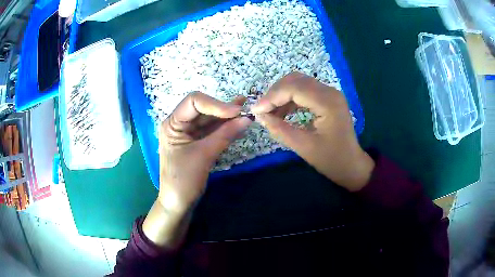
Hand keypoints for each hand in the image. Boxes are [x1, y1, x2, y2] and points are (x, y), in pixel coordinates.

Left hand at [159, 92, 251, 209]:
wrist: (178, 203)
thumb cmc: (184, 180)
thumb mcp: (204, 155)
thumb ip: (225, 134)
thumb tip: (247, 118)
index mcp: (172, 123)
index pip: (193, 102)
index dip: (216, 104)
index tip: (236, 111)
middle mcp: (179, 124)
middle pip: (203, 109)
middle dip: (223, 109)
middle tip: (246, 109)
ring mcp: (188, 133)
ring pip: (210, 119)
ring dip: (227, 117)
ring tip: (246, 112)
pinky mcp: (197, 142)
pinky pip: (212, 130)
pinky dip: (225, 127)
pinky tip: (239, 123)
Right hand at [251, 72, 373, 191]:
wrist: (352, 165)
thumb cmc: (331, 160)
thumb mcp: (304, 147)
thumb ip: (280, 129)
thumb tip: (259, 116)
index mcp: (328, 102)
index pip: (294, 88)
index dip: (272, 97)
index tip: (255, 110)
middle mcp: (330, 92)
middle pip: (295, 80)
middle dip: (275, 93)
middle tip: (261, 110)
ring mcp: (330, 93)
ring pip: (298, 83)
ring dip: (281, 95)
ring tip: (269, 112)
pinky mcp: (327, 98)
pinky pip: (304, 91)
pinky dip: (290, 98)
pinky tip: (281, 111)